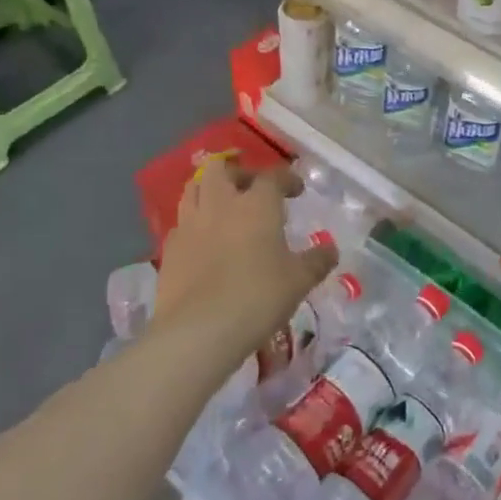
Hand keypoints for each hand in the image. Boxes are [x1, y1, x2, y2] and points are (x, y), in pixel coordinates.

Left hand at [156, 157, 335, 354]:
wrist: (198, 331)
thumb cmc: (257, 297)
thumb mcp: (298, 281)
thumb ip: (316, 261)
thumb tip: (331, 249)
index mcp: (257, 204)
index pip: (272, 176)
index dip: (286, 178)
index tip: (296, 190)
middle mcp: (221, 204)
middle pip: (221, 169)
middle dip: (238, 172)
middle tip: (252, 189)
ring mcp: (190, 224)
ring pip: (194, 187)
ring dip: (210, 189)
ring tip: (224, 207)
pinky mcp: (169, 248)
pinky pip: (182, 221)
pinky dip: (194, 222)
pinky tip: (204, 240)